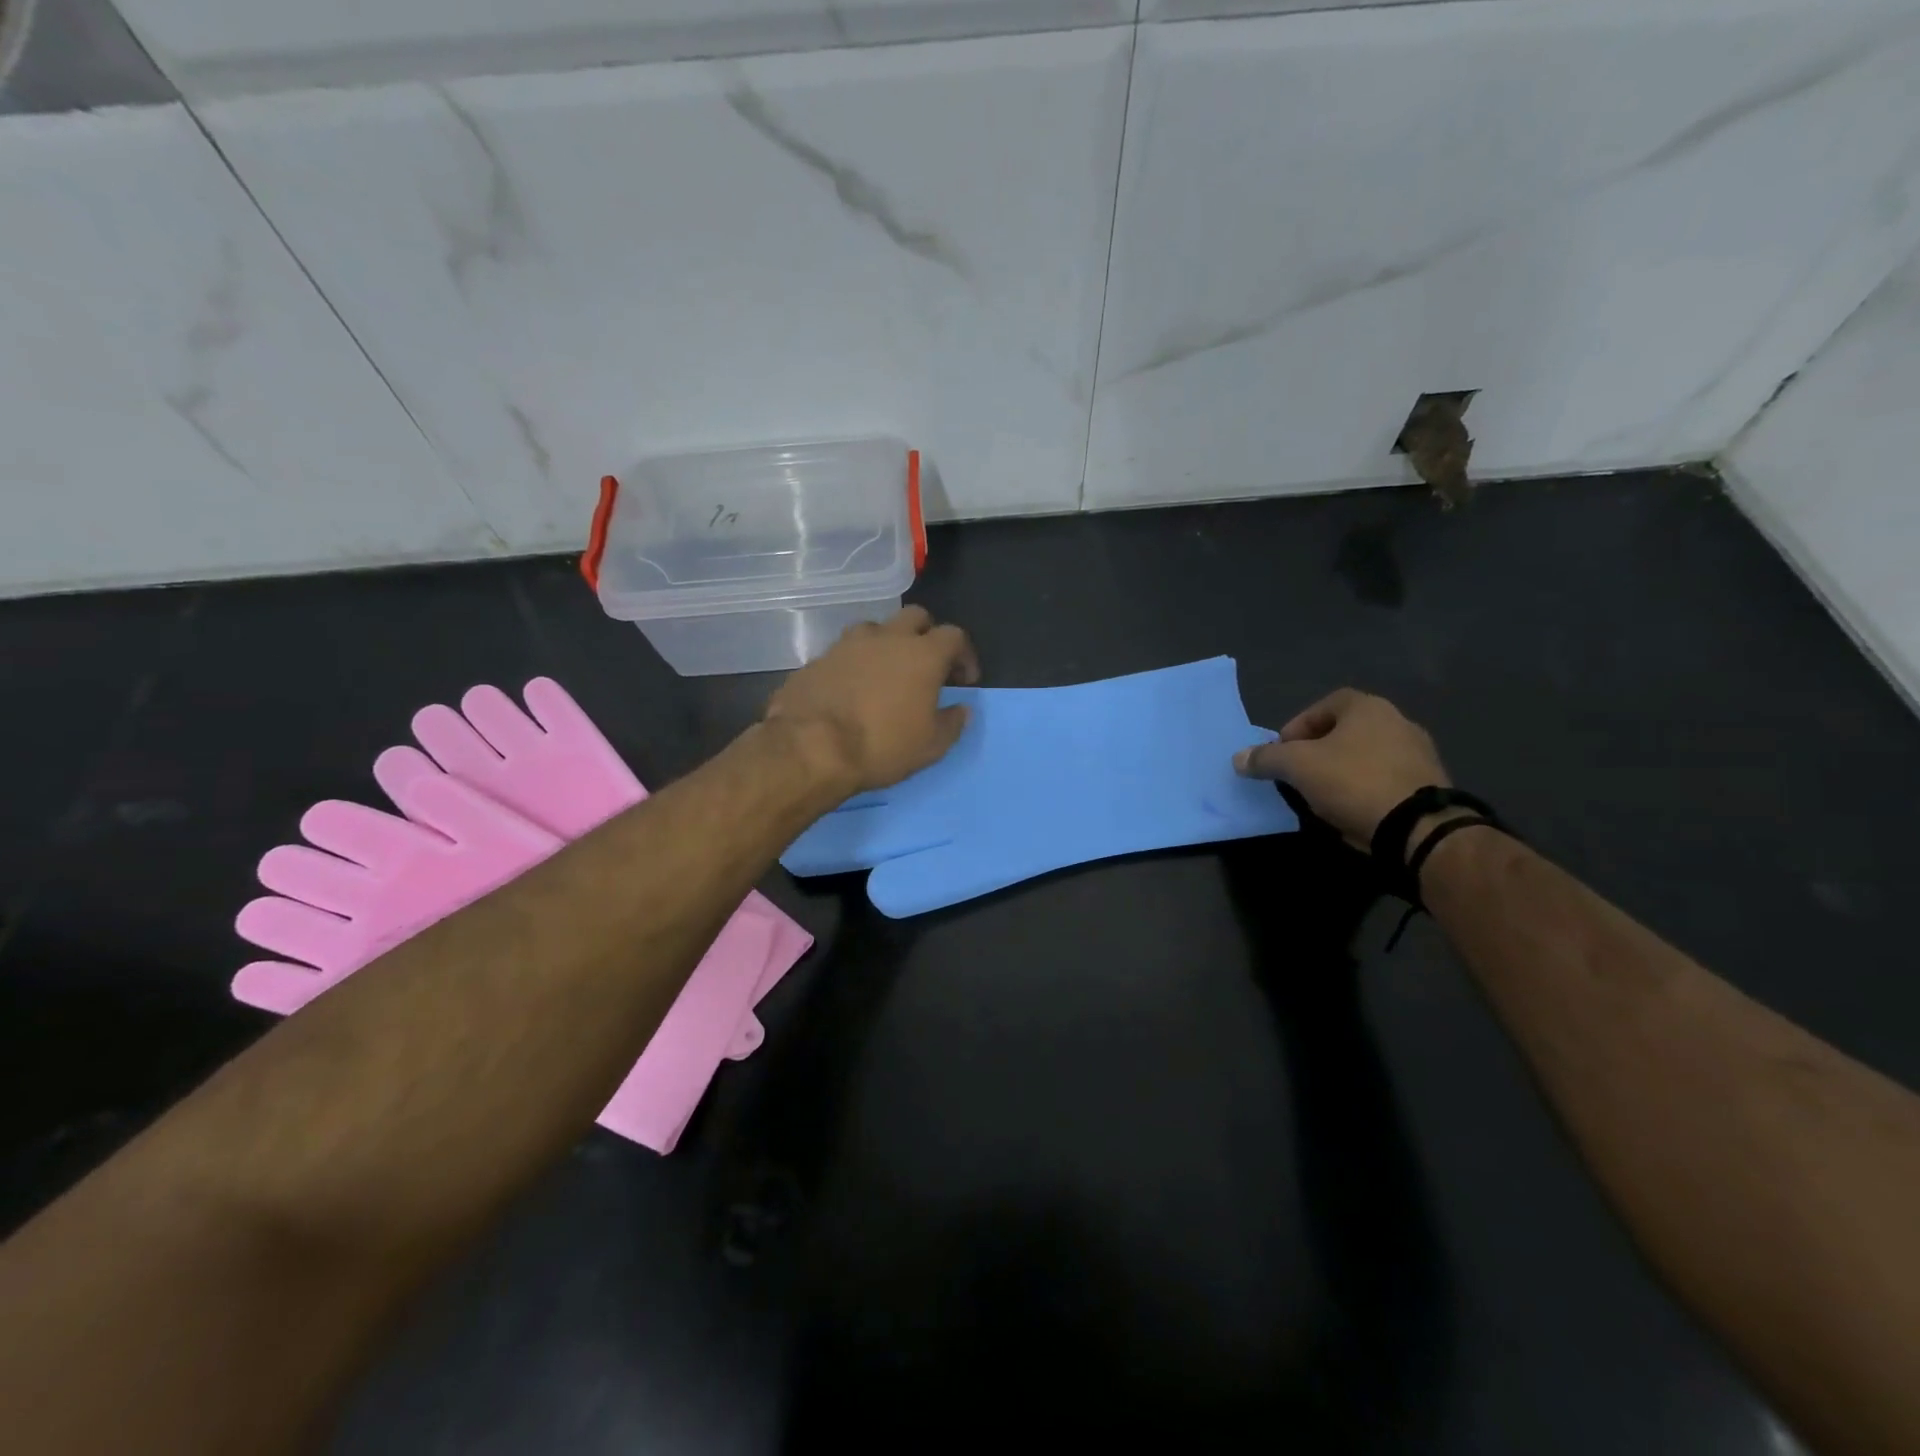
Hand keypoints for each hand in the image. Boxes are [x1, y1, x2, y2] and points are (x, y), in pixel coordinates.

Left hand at [765, 607, 980, 794]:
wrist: (811, 748)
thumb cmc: (881, 746)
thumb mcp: (931, 746)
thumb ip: (952, 723)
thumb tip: (962, 709)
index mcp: (922, 654)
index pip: (954, 636)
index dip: (964, 655)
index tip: (964, 680)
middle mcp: (887, 637)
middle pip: (915, 617)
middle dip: (927, 635)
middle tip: (927, 666)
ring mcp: (847, 644)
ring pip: (876, 629)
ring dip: (887, 644)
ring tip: (886, 674)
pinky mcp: (818, 659)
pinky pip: (845, 652)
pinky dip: (855, 664)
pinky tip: (852, 689)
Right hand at [1234, 688, 1448, 851]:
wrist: (1418, 827)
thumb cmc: (1353, 782)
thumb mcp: (1298, 767)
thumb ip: (1266, 758)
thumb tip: (1239, 758)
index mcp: (1368, 708)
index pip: (1324, 704)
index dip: (1298, 725)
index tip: (1283, 752)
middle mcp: (1398, 721)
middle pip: (1345, 730)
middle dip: (1317, 750)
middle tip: (1297, 773)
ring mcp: (1418, 753)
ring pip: (1365, 756)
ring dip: (1341, 771)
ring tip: (1321, 795)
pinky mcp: (1428, 785)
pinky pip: (1384, 779)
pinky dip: (1364, 789)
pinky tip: (1350, 809)